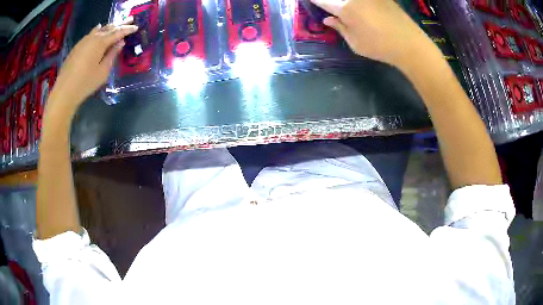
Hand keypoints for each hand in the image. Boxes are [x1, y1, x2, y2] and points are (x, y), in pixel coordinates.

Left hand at [48, 19, 137, 109]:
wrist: (65, 91)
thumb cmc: (86, 83)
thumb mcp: (103, 71)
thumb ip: (112, 55)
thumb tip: (120, 43)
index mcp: (101, 43)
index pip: (117, 33)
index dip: (127, 30)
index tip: (136, 27)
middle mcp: (93, 38)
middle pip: (108, 28)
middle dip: (120, 24)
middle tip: (129, 19)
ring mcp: (83, 41)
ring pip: (99, 29)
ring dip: (108, 26)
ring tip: (115, 24)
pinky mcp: (77, 47)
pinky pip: (90, 34)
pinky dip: (97, 30)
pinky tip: (98, 28)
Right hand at [311, 0, 436, 68]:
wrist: (410, 44)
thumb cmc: (380, 47)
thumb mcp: (355, 43)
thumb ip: (340, 28)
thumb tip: (328, 19)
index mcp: (344, 7)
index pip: (322, 0)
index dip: (315, 1)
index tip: (311, 2)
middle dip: (331, 2)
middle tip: (332, 8)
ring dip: (345, 2)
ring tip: (348, 11)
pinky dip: (360, 3)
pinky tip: (361, 9)